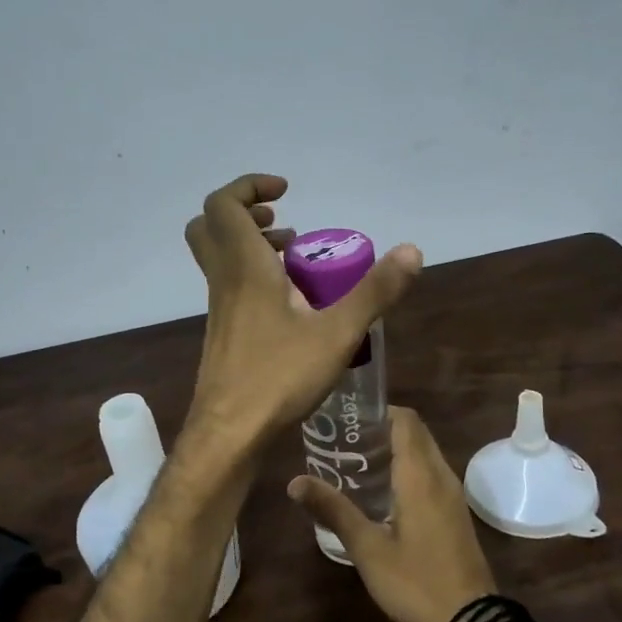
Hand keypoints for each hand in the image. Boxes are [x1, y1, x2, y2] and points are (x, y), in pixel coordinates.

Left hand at [184, 174, 421, 446]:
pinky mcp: (223, 333)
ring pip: (220, 258)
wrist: (229, 434)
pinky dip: (254, 277)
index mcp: (244, 268)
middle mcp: (224, 281)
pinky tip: (291, 305)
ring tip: (294, 258)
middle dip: (244, 212)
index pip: (223, 204)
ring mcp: (219, 309)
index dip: (249, 187)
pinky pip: (230, 286)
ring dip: (251, 245)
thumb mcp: (337, 333)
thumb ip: (374, 292)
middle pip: (210, 226)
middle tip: (282, 222)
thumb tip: (412, 251)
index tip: (286, 192)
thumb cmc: (278, 377)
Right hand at [286, 407, 496, 621]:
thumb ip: (334, 510)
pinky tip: (381, 491)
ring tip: (356, 461)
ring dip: (396, 449)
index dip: (378, 410)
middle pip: (415, 433)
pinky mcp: (455, 513)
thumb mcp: (367, 548)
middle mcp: (441, 476)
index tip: (347, 416)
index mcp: (420, 476)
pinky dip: (408, 468)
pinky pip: (431, 474)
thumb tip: (294, 482)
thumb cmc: (416, 581)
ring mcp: (453, 495)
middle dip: (382, 428)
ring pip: (425, 453)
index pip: (405, 420)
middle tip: (344, 439)